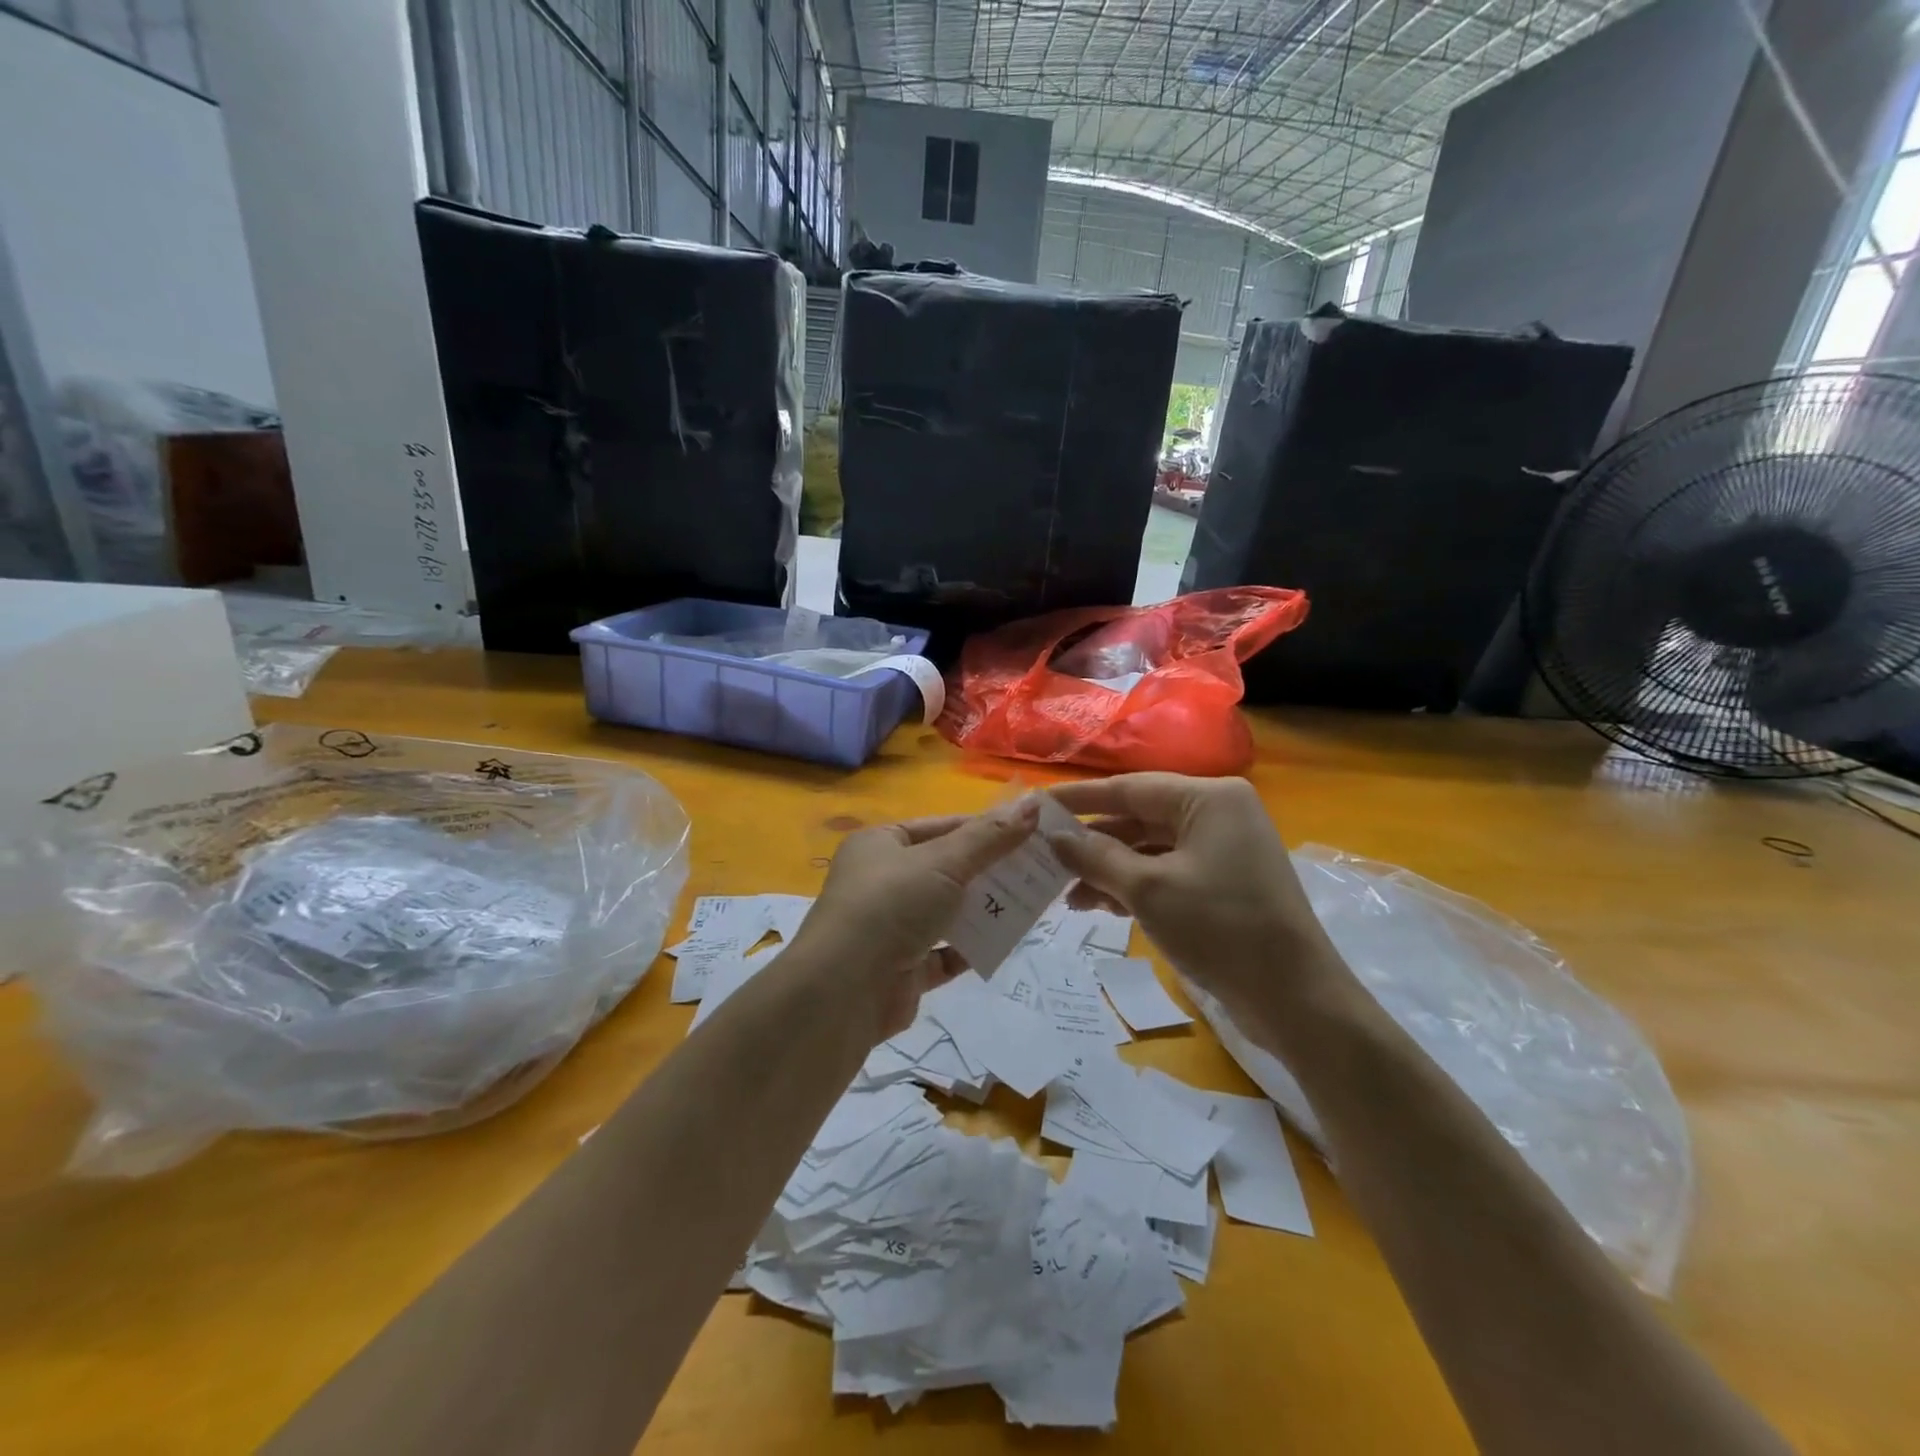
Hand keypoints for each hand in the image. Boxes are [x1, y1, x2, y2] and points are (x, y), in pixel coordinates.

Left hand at [794, 797, 1042, 1042]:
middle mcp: (882, 881)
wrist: (845, 989)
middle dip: (989, 871)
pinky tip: (1003, 944)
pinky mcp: (901, 969)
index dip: (983, 828)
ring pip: (947, 912)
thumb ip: (990, 837)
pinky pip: (944, 953)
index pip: (940, 827)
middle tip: (1039, 870)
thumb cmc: (892, 905)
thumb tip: (1033, 804)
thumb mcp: (944, 861)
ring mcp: (890, 927)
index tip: (1028, 833)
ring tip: (1031, 905)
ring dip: (983, 910)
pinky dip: (970, 949)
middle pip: (946, 870)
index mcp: (881, 844)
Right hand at [1046, 774, 1346, 1027]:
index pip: (1130, 788)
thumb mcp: (1148, 889)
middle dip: (1093, 842)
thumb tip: (1054, 837)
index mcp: (1208, 798)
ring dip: (1110, 869)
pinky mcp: (1224, 881)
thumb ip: (1096, 857)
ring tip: (1069, 896)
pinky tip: (1102, 906)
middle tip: (1045, 858)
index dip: (1079, 799)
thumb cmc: (1220, 928)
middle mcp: (1218, 813)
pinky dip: (1135, 885)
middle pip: (1139, 818)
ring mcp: (1224, 848)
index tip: (1036, 807)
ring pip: (1151, 848)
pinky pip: (1168, 871)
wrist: (1295, 999)